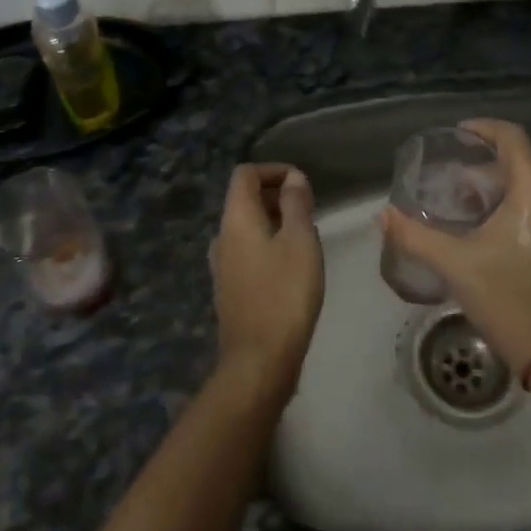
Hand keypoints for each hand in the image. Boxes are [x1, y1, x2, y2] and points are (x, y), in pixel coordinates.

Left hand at [210, 164, 324, 396]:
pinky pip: (247, 250)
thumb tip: (293, 178)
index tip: (302, 184)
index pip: (245, 174)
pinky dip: (268, 243)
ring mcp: (222, 265)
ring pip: (247, 226)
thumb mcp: (300, 241)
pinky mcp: (230, 288)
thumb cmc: (285, 293)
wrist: (259, 360)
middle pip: (244, 199)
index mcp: (236, 219)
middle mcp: (222, 236)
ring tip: (305, 235)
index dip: (273, 170)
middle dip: (276, 195)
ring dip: (274, 220)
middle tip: (309, 209)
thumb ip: (296, 204)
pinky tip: (292, 265)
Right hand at [380, 119, 530, 370]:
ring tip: (475, 214)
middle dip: (487, 170)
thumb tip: (383, 216)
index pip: (512, 137)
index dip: (483, 129)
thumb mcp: (456, 267)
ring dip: (505, 192)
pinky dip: (526, 210)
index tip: (459, 134)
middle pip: (522, 165)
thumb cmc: (510, 303)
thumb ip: (415, 236)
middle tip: (455, 188)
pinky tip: (504, 237)